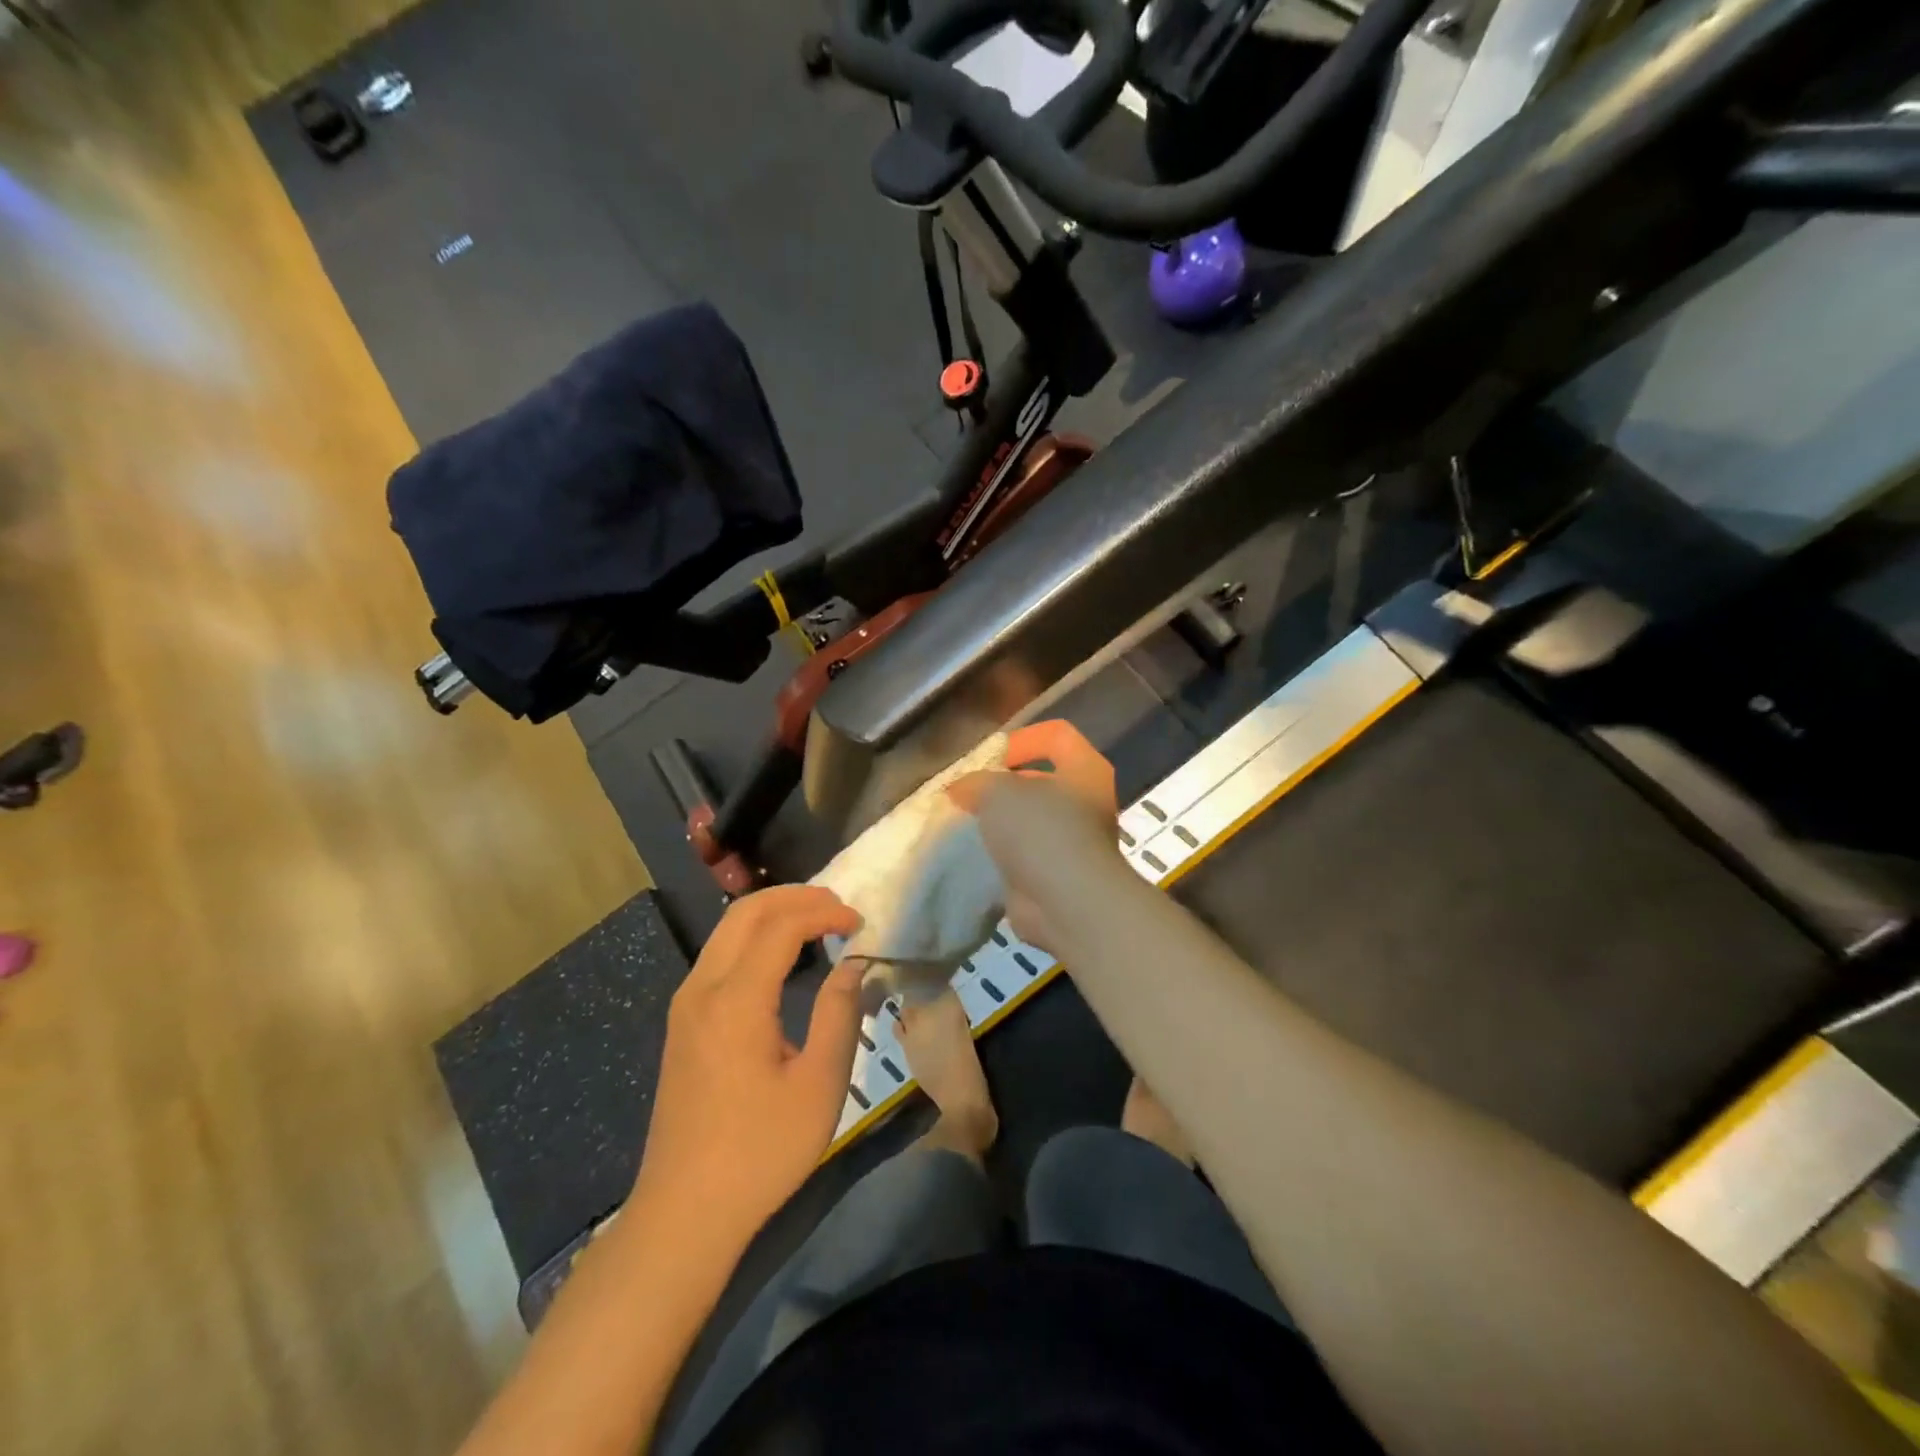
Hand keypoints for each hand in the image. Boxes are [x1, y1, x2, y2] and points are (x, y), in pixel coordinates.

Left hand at [634, 886, 864, 1241]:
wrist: (684, 1211)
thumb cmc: (760, 1151)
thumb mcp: (819, 1085)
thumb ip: (839, 1014)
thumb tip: (852, 964)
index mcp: (736, 1000)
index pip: (781, 926)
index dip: (824, 913)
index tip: (860, 922)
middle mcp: (703, 988)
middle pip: (746, 913)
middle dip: (795, 897)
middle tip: (838, 906)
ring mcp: (686, 1004)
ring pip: (727, 930)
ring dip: (772, 913)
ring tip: (817, 920)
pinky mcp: (682, 1022)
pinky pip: (719, 954)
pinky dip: (754, 936)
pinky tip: (781, 954)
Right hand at [950, 720, 1121, 953]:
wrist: (1067, 904)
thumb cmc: (1041, 832)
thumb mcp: (998, 792)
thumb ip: (977, 783)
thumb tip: (961, 789)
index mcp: (1085, 770)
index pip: (1056, 735)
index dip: (1021, 738)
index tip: (990, 759)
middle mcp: (1087, 802)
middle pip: (1041, 779)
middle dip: (1004, 785)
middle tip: (970, 794)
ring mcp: (1076, 841)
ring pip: (1032, 820)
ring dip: (1002, 823)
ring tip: (968, 825)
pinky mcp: (1059, 874)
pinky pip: (1027, 854)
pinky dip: (1004, 855)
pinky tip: (978, 857)